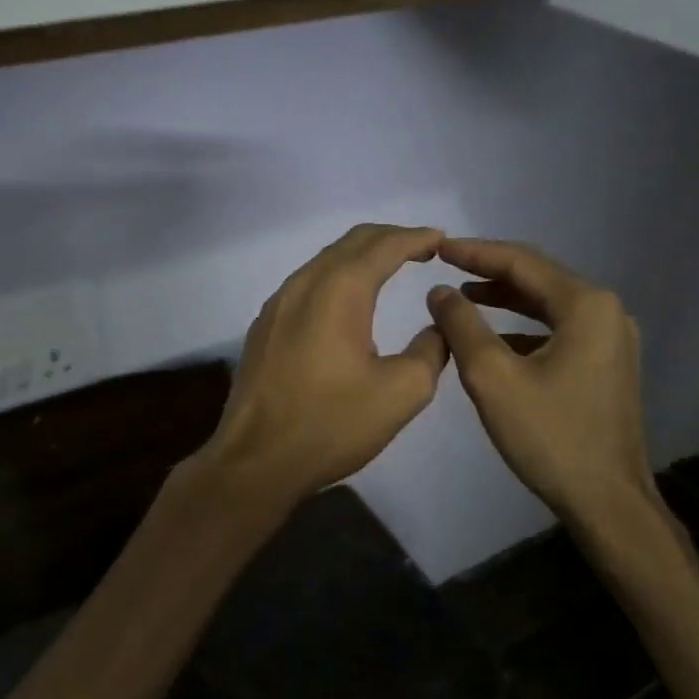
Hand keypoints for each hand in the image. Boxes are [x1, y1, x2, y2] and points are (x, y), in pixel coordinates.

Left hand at [200, 224, 450, 508]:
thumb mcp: (401, 393)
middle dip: (389, 239)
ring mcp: (276, 305)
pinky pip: (305, 286)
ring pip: (324, 262)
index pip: (384, 245)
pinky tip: (346, 304)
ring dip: (359, 258)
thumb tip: (438, 328)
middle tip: (421, 249)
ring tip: (388, 269)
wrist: (256, 460)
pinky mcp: (263, 328)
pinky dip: (335, 279)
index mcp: (339, 291)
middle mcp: (303, 285)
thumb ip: (430, 351)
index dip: (416, 237)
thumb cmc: (331, 425)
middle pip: (350, 243)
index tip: (442, 240)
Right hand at [425, 238, 656, 528]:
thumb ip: (462, 326)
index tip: (437, 247)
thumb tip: (440, 292)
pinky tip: (495, 340)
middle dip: (491, 271)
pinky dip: (524, 328)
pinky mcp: (608, 366)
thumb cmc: (549, 436)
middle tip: (447, 266)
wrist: (607, 500)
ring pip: (550, 306)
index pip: (522, 262)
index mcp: (586, 305)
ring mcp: (612, 340)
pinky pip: (560, 331)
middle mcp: (607, 312)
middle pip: (540, 278)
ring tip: (464, 297)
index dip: (475, 252)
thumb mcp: (493, 377)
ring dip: (507, 300)